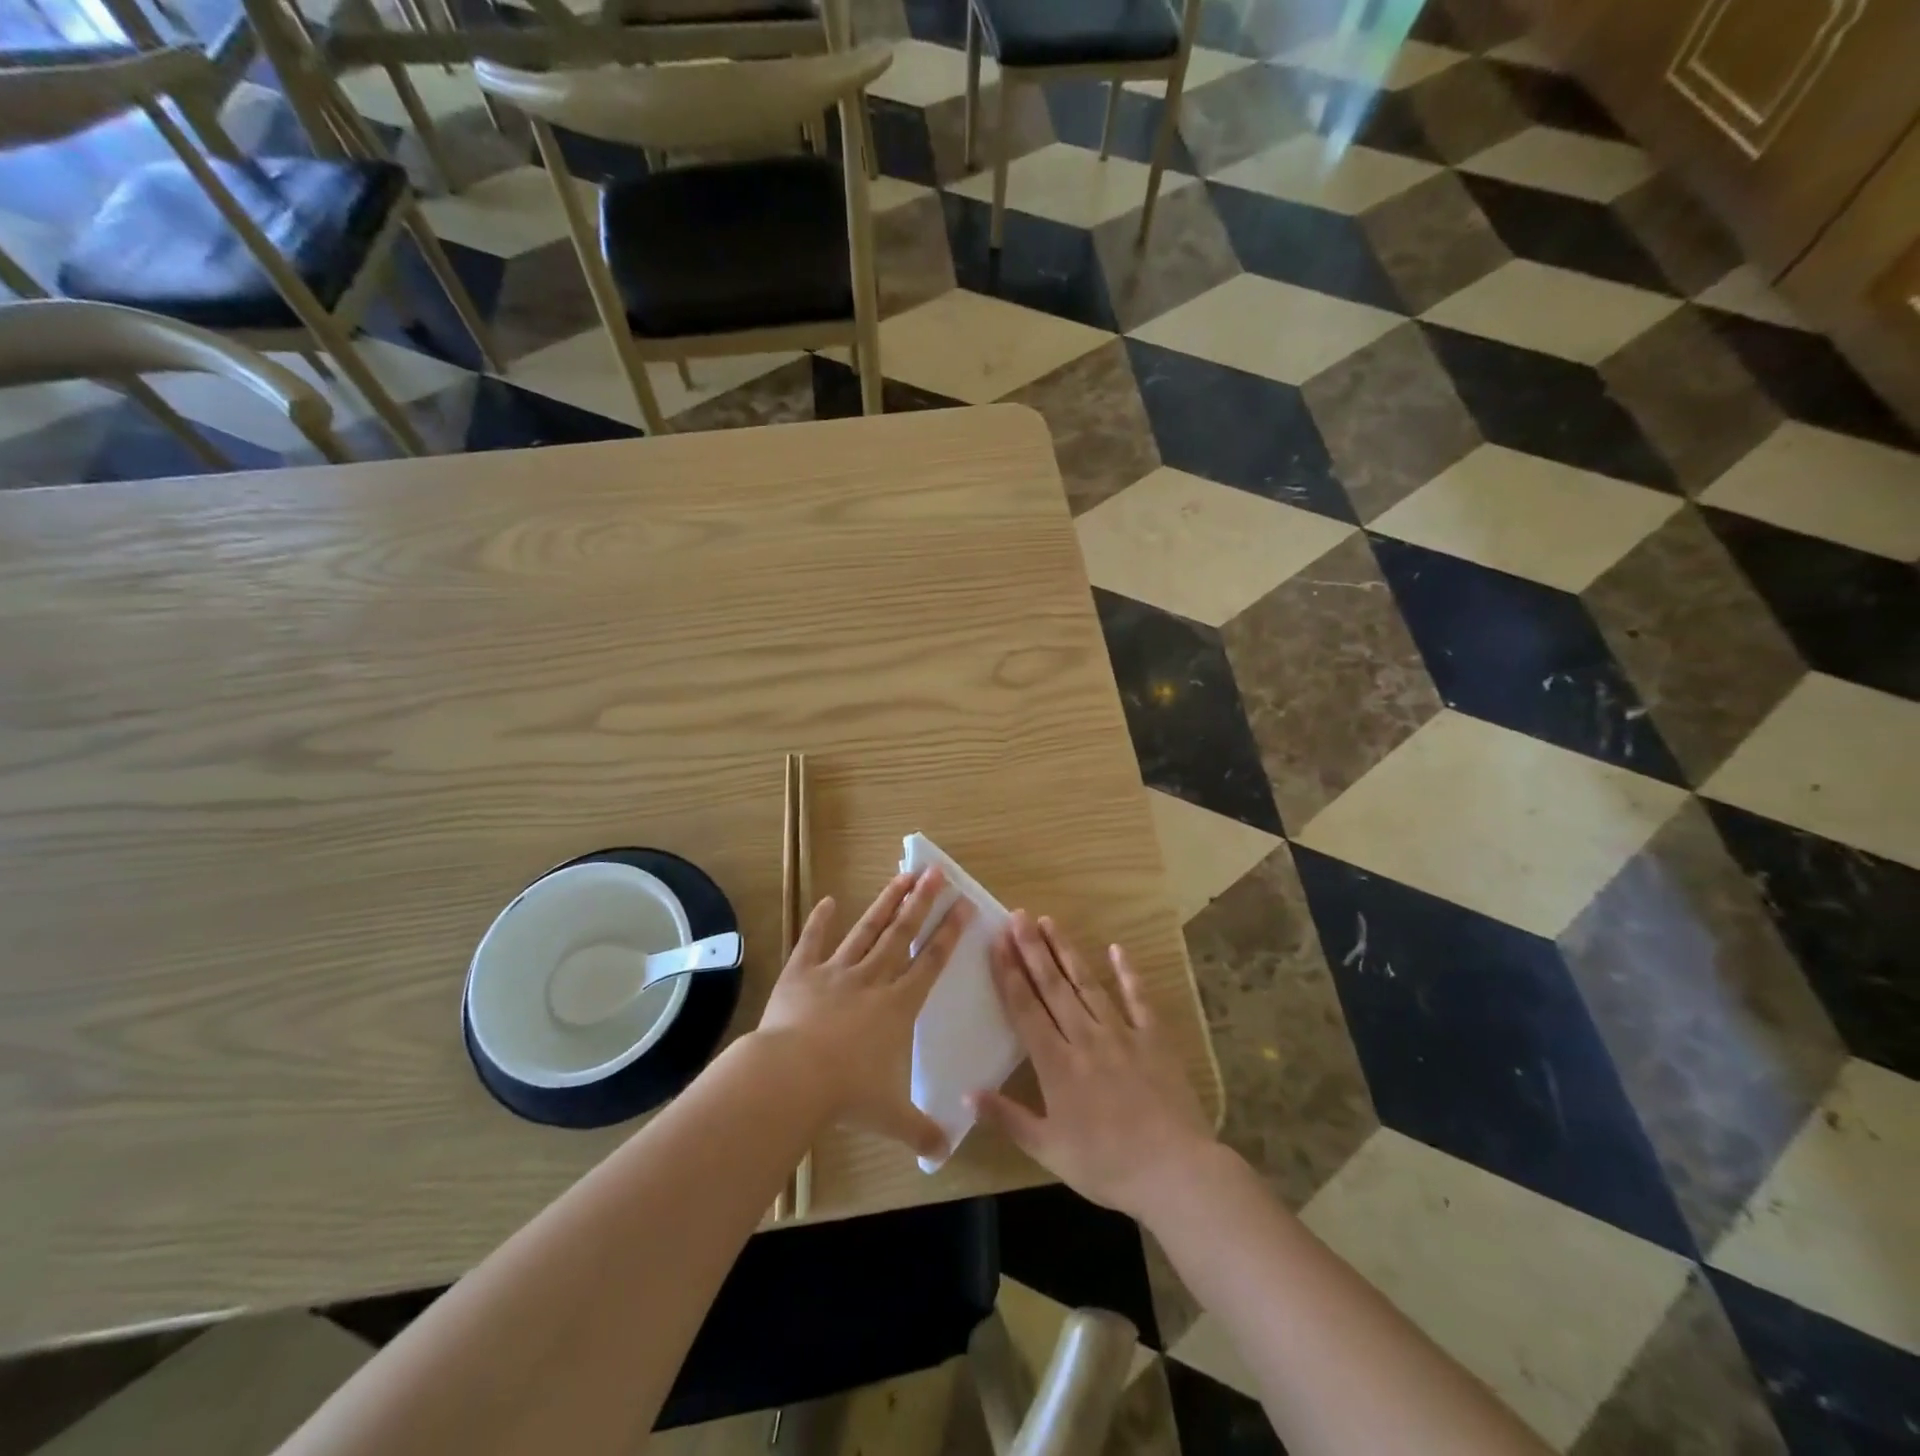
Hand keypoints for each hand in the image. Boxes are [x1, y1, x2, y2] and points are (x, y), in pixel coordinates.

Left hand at [756, 868, 970, 1161]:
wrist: (791, 1077)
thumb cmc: (846, 1094)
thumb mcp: (890, 1117)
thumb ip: (920, 1131)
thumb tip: (943, 1153)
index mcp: (897, 1006)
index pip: (930, 962)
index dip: (949, 933)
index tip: (964, 904)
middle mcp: (872, 979)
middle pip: (902, 933)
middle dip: (922, 902)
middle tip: (937, 871)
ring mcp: (836, 972)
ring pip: (867, 929)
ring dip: (886, 902)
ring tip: (902, 875)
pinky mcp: (801, 974)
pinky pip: (813, 942)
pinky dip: (819, 921)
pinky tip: (827, 900)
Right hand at [972, 911, 1214, 1220]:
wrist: (1174, 1171)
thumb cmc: (1106, 1165)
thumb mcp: (1048, 1149)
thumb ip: (1007, 1118)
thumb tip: (967, 1092)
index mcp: (1056, 1064)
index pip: (1025, 1009)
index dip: (1008, 973)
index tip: (996, 942)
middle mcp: (1084, 1038)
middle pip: (1052, 987)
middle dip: (1032, 949)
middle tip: (1018, 916)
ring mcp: (1121, 1033)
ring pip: (1087, 984)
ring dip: (1066, 952)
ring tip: (1050, 922)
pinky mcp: (1154, 1037)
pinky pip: (1138, 998)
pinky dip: (1127, 972)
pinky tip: (1117, 948)